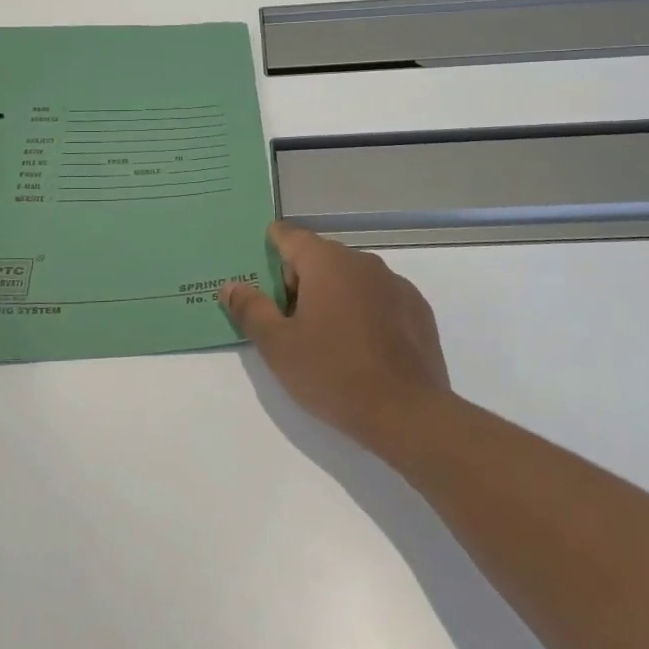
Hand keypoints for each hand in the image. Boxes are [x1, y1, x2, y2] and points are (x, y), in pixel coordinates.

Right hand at [221, 222, 449, 446]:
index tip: (262, 271)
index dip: (272, 248)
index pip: (290, 236)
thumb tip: (231, 286)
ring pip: (352, 278)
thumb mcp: (278, 346)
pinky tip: (362, 348)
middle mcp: (361, 261)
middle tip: (288, 321)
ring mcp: (395, 283)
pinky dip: (365, 311)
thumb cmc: (332, 373)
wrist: (407, 413)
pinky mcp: (417, 309)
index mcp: (325, 262)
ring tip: (326, 338)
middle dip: (301, 280)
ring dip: (334, 295)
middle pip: (320, 257)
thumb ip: (251, 310)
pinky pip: (379, 298)